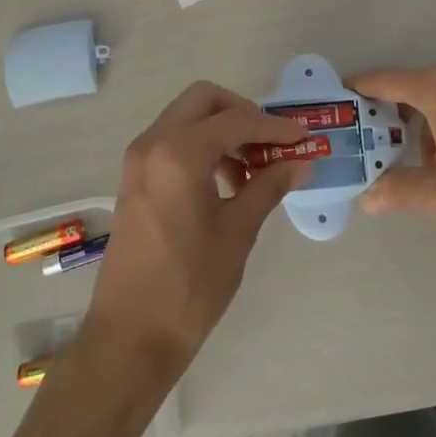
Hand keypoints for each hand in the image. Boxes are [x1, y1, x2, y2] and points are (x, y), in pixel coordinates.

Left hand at [81, 82, 310, 382]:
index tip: (305, 138)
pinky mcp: (135, 180)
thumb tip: (301, 163)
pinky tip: (227, 183)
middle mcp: (153, 143)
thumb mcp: (237, 232)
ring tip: (254, 170)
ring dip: (222, 130)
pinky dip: (202, 147)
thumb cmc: (189, 285)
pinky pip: (172, 142)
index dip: (275, 127)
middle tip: (272, 143)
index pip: (237, 120)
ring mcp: (139, 161)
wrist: (130, 336)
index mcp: (179, 152)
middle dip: (242, 112)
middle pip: (204, 100)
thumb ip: (268, 187)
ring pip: (186, 119)